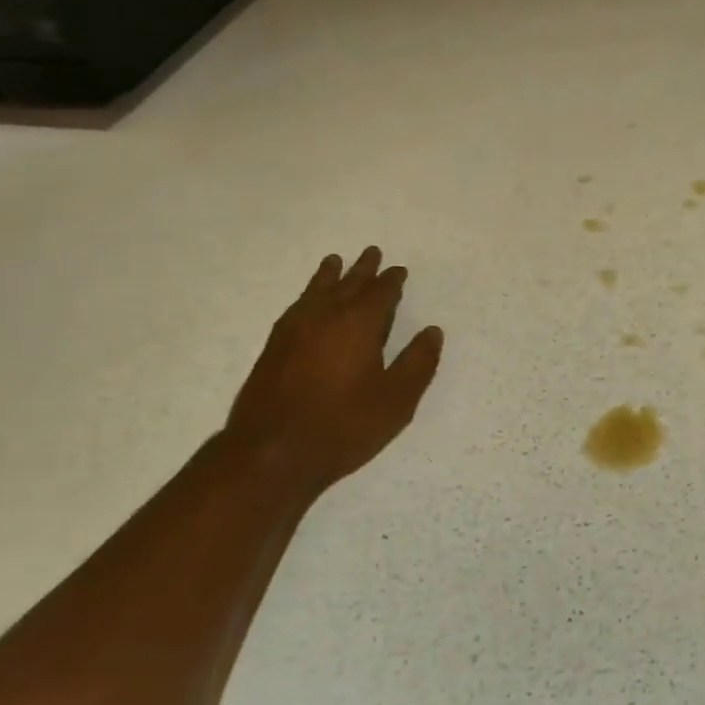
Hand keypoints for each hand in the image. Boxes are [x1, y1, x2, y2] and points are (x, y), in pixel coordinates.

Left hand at [221, 246, 443, 494]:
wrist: (272, 451)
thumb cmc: (343, 426)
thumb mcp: (396, 400)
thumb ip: (417, 363)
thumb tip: (433, 332)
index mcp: (358, 323)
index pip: (380, 292)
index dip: (392, 281)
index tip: (399, 271)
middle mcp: (325, 316)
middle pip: (347, 283)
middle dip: (363, 269)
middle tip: (372, 252)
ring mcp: (294, 329)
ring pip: (316, 290)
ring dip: (329, 275)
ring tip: (335, 261)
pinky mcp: (274, 346)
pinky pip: (297, 306)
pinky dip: (307, 294)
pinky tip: (307, 301)